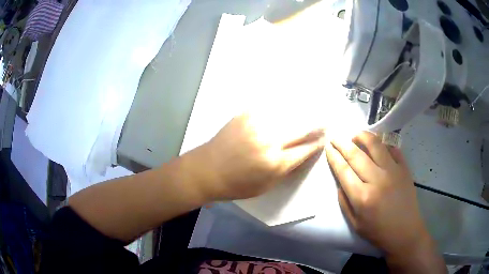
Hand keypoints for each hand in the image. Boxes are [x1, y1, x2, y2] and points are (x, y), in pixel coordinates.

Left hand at [196, 113, 324, 199]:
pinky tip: (292, 99)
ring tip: (314, 106)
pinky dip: (284, 102)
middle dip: (318, 123)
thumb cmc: (237, 184)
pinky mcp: (246, 113)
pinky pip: (271, 104)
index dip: (318, 142)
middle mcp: (269, 140)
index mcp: (275, 163)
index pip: (306, 148)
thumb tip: (305, 152)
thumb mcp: (267, 186)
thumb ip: (288, 169)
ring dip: (305, 109)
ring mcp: (257, 124)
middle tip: (326, 120)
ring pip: (290, 112)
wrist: (207, 170)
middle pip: (303, 127)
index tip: (326, 137)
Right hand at [325, 131, 444, 272]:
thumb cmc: (378, 231)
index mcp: (362, 197)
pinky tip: (377, 143)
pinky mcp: (404, 168)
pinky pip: (392, 148)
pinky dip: (383, 142)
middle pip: (356, 155)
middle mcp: (377, 180)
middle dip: (342, 143)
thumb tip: (340, 182)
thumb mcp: (355, 223)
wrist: (405, 231)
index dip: (333, 156)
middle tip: (335, 137)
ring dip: (362, 136)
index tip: (328, 147)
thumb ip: (344, 202)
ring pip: (375, 145)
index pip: (343, 170)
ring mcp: (393, 171)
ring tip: (355, 135)